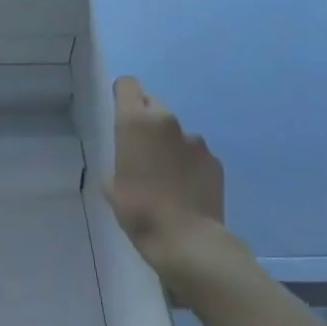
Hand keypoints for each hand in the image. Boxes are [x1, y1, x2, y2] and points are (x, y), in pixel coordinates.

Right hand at [105, 77, 226, 284]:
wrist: (188, 241)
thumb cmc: (139, 210)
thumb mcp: (112, 186)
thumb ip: (119, 162)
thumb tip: (129, 163)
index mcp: (135, 122)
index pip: (128, 85)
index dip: (123, 95)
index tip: (119, 113)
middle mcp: (166, 122)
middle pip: (152, 104)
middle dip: (145, 120)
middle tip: (141, 150)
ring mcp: (194, 140)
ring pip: (175, 131)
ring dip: (169, 144)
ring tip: (167, 177)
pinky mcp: (214, 160)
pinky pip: (195, 153)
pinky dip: (189, 164)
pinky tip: (186, 189)